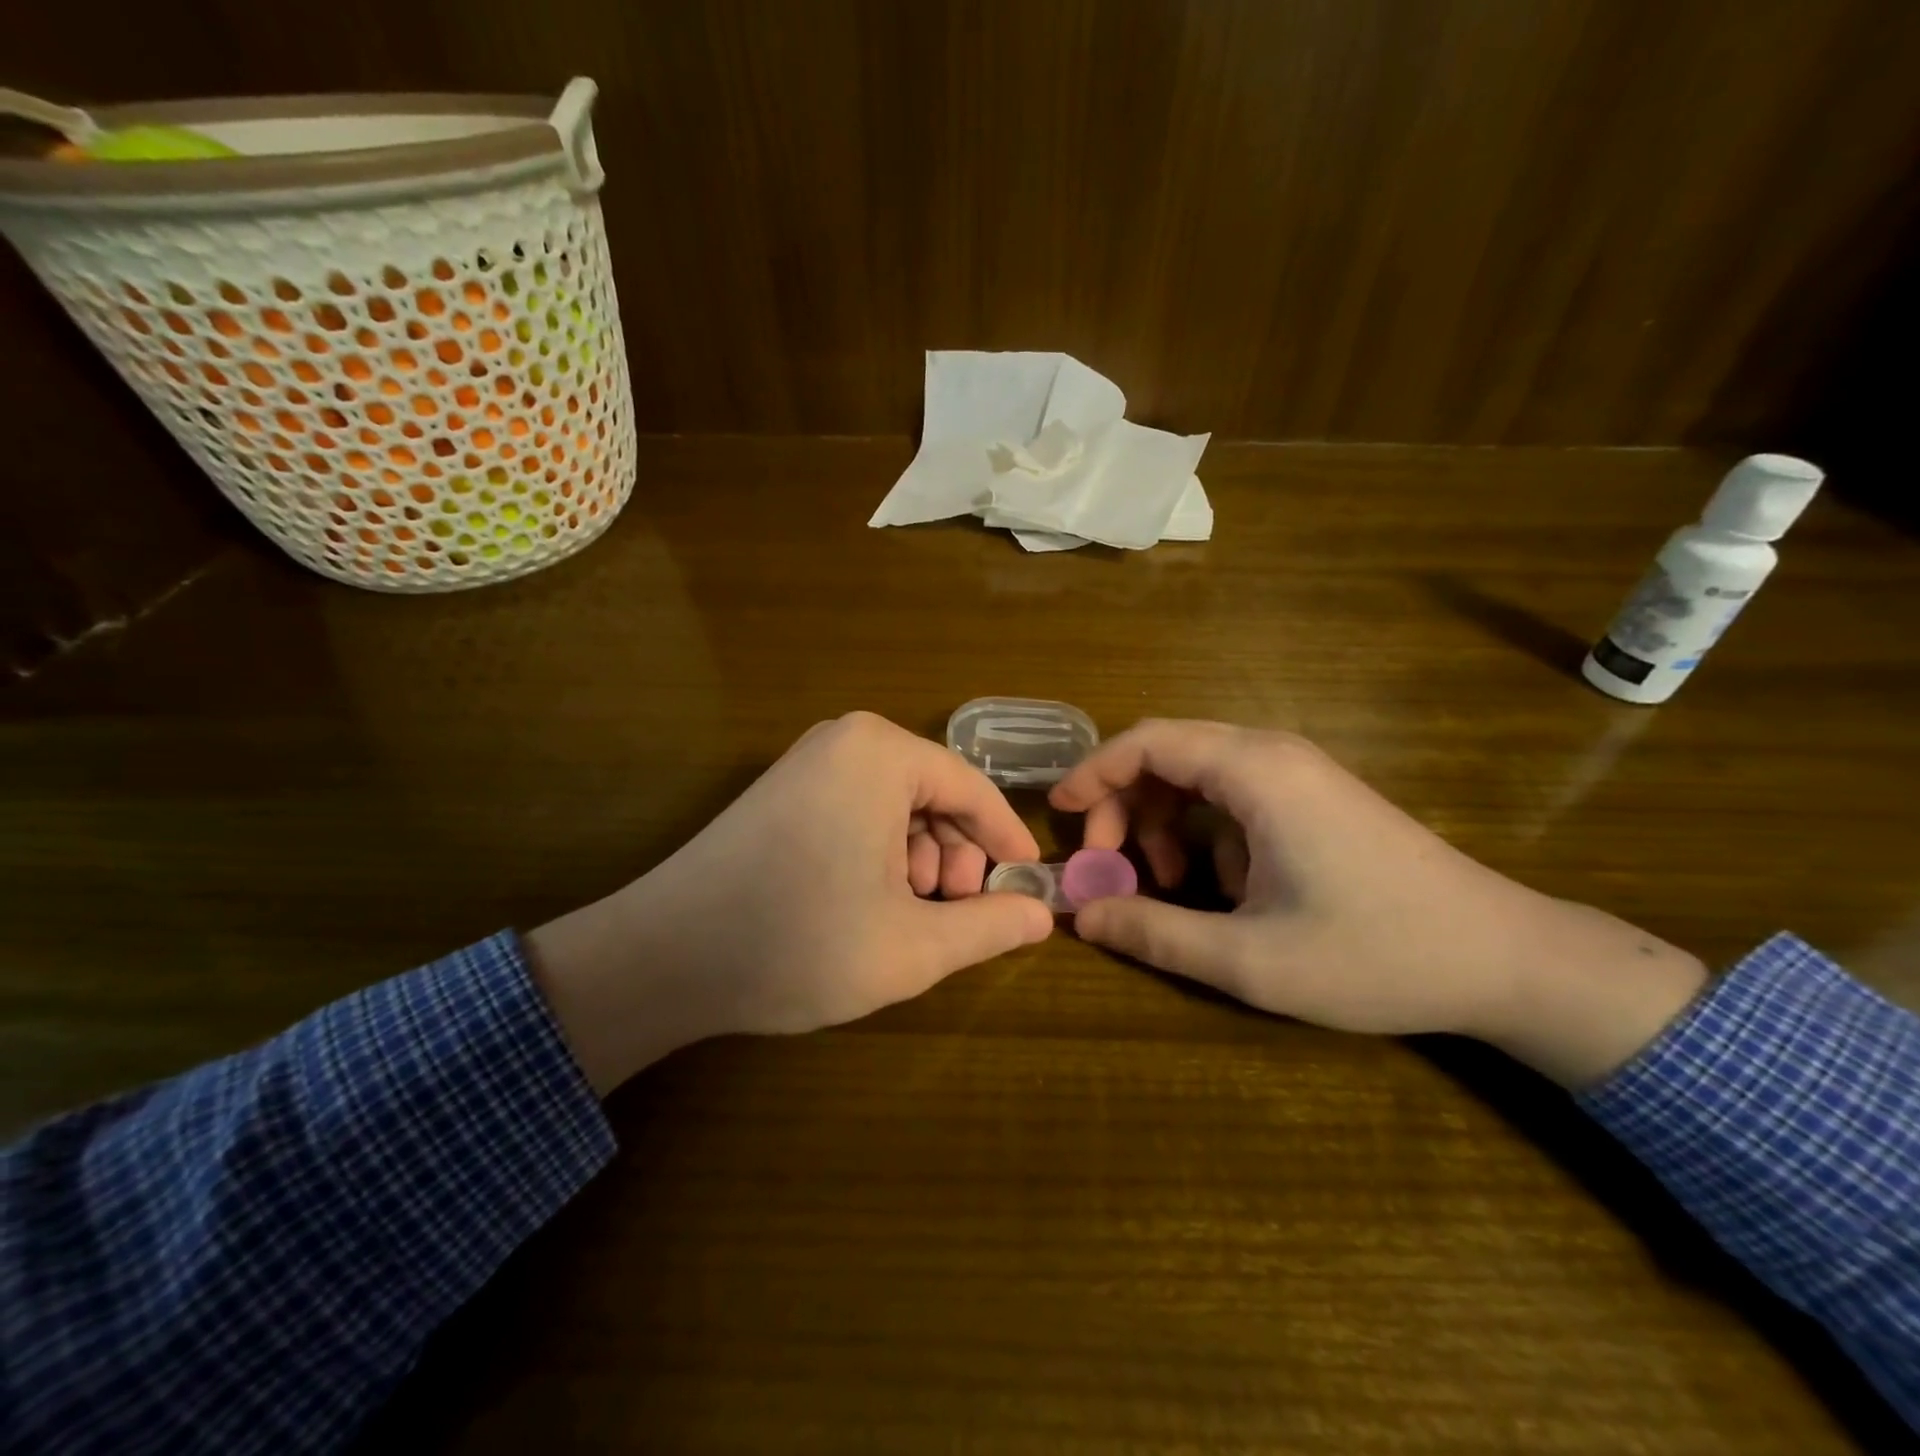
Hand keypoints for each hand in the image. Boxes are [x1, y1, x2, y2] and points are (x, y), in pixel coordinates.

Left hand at [527, 712, 1053, 1092]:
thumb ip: (989, 927)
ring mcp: (808, 762)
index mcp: (882, 754)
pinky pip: (858, 810)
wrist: (663, 958)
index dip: (1007, 841)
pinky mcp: (783, 790)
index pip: (973, 789)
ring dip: (919, 859)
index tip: (1030, 883)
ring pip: (897, 806)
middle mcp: (846, 740)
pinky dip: (881, 853)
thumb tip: (1042, 915)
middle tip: (957, 912)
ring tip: (910, 915)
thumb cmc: (798, 943)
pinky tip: (870, 902)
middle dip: (956, 855)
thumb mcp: (912, 946)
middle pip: (934, 794)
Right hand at [1050, 720, 1707, 1086]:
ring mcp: (1298, 774)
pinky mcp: (1312, 798)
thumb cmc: (1376, 954)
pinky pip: (1231, 797)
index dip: (1093, 772)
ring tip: (1164, 885)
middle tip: (1107, 866)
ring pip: (1196, 776)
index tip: (1059, 813)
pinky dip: (1201, 832)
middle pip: (1167, 754)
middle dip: (1122, 805)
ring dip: (1161, 823)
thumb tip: (1080, 917)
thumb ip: (1155, 933)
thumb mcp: (1250, 959)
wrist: (1506, 959)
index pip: (1148, 741)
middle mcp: (1273, 755)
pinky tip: (1218, 887)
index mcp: (1256, 772)